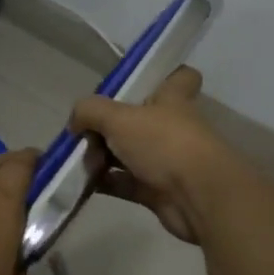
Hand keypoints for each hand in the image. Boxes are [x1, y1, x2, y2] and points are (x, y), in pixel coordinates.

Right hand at [69, 68, 240, 244]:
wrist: (199, 198)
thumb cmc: (164, 144)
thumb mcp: (119, 117)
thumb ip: (90, 112)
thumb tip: (75, 122)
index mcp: (172, 100)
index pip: (179, 78)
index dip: (162, 76)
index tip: (135, 82)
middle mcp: (171, 127)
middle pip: (139, 119)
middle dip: (109, 125)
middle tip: (82, 132)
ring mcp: (166, 160)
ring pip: (128, 153)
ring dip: (102, 156)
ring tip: (75, 159)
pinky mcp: (158, 191)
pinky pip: (125, 182)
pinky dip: (104, 182)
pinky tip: (80, 182)